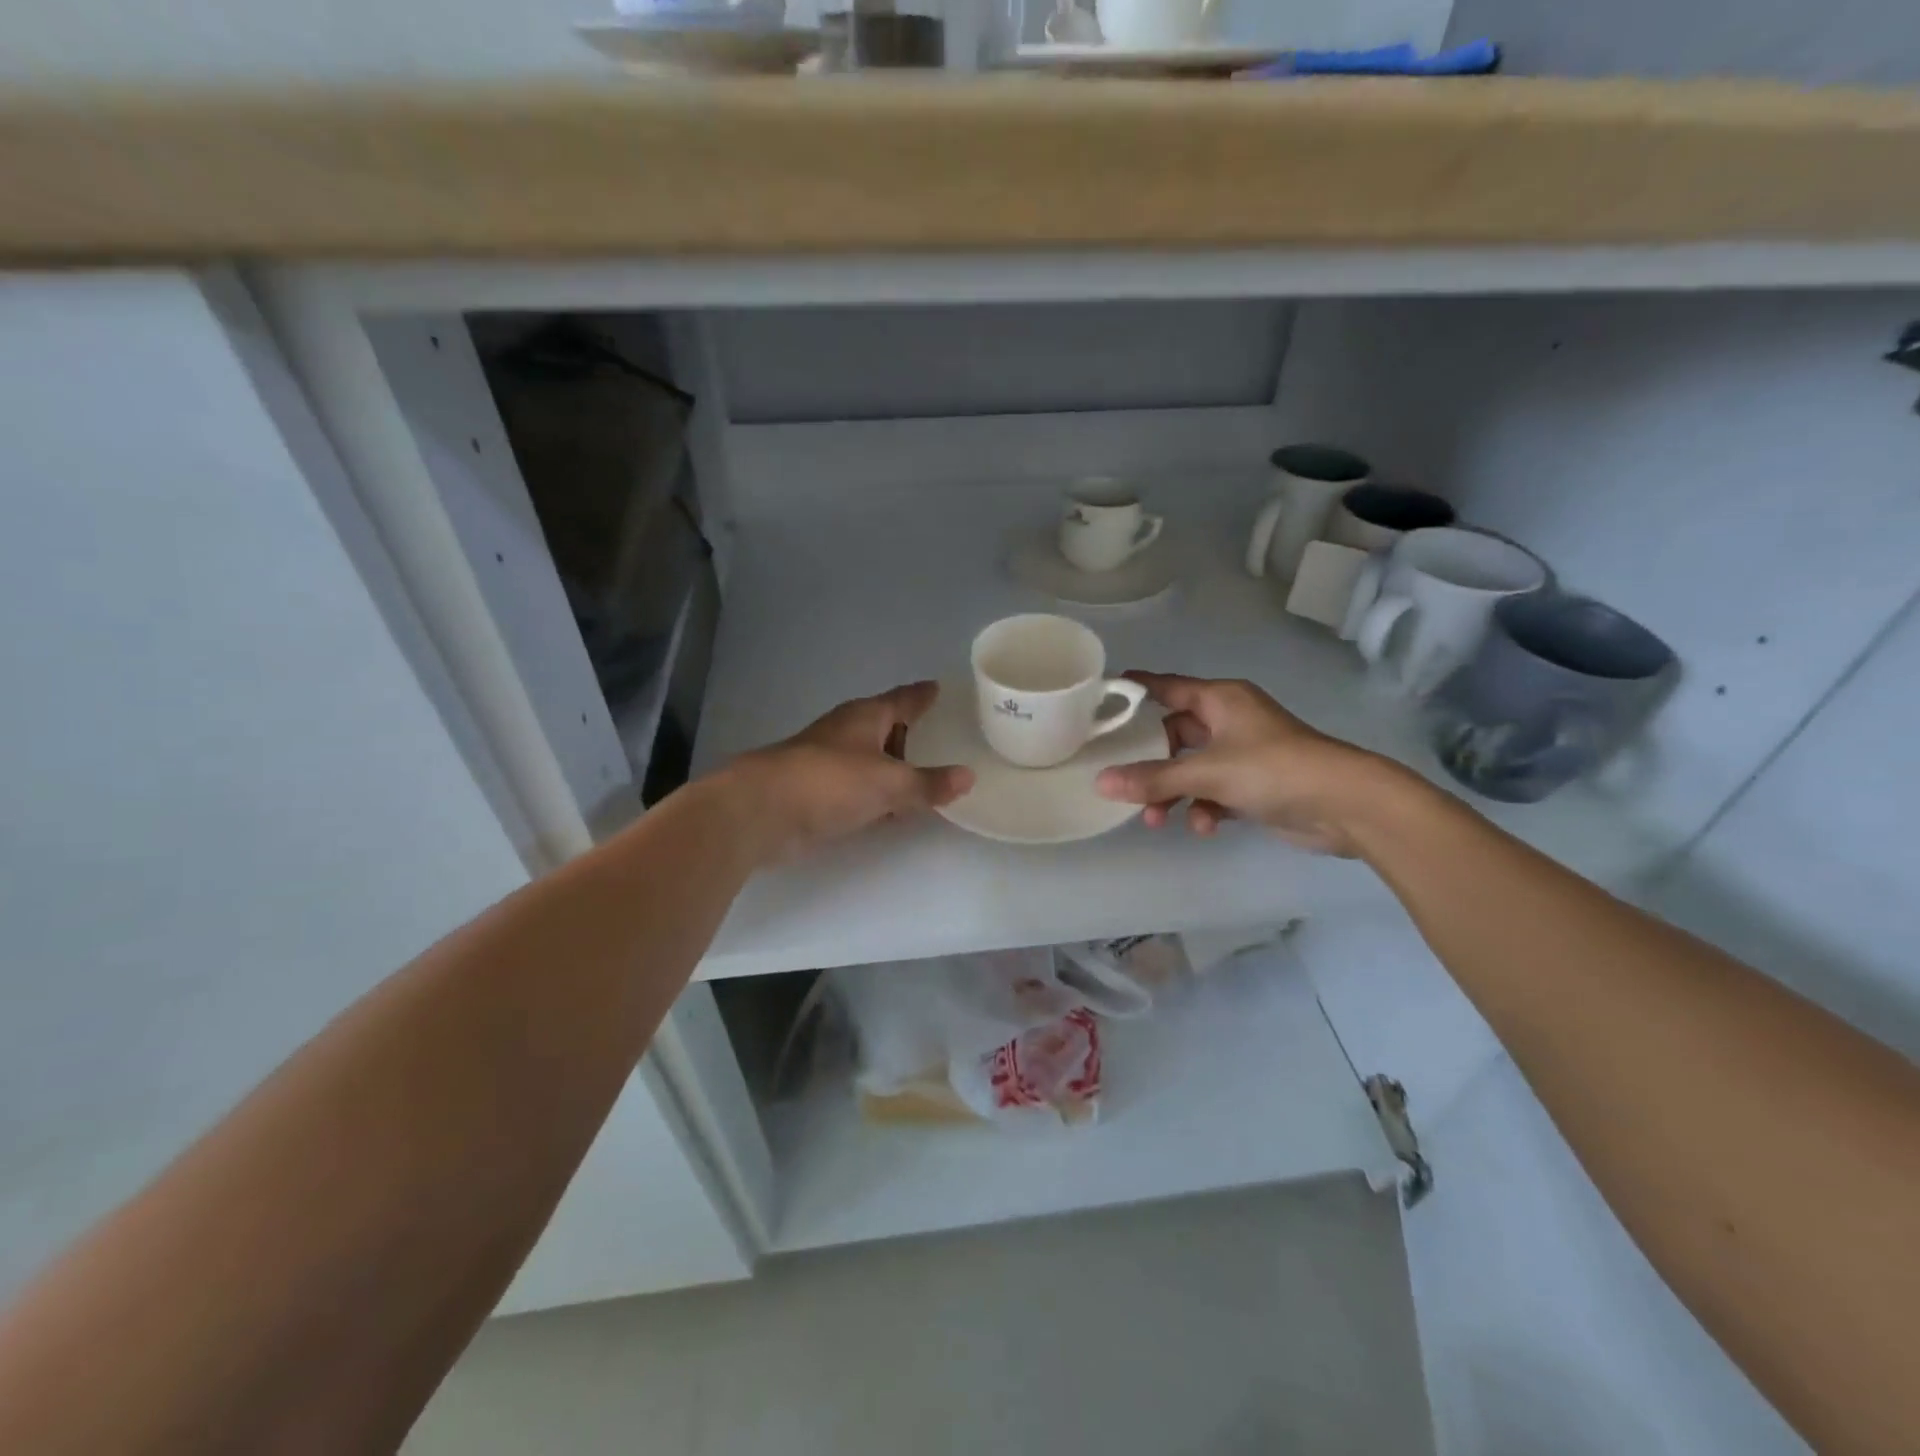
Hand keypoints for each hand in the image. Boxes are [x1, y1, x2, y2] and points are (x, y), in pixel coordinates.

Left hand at [724, 681, 973, 861]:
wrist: (762, 812)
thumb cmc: (830, 782)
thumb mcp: (889, 782)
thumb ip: (929, 783)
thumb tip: (969, 776)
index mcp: (866, 716)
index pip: (903, 699)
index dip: (922, 695)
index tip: (939, 687)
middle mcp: (848, 733)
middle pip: (887, 727)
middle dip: (912, 733)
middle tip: (945, 739)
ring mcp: (830, 763)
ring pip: (873, 760)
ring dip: (895, 768)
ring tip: (928, 776)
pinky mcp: (819, 793)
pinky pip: (861, 789)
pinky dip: (880, 795)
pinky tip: (895, 810)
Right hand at [1093, 673, 1399, 855]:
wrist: (1345, 804)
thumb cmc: (1273, 769)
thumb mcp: (1207, 773)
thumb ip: (1153, 779)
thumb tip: (1100, 782)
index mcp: (1220, 699)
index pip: (1166, 687)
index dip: (1134, 690)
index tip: (1099, 699)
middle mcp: (1229, 720)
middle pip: (1174, 735)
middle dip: (1151, 764)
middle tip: (1123, 783)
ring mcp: (1243, 753)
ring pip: (1191, 769)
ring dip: (1173, 793)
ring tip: (1157, 820)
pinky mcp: (1254, 785)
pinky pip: (1214, 792)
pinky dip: (1204, 808)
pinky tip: (1205, 827)